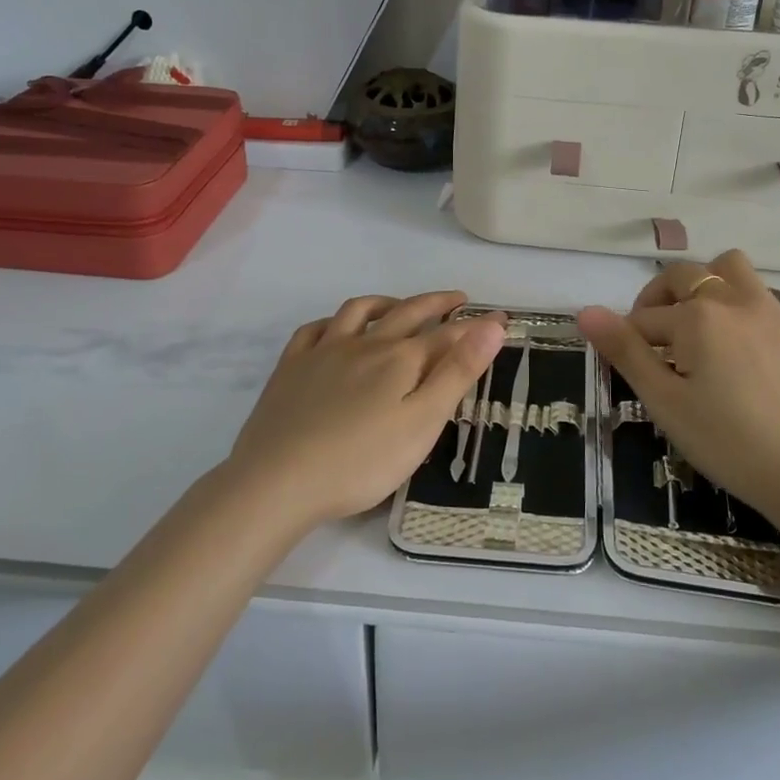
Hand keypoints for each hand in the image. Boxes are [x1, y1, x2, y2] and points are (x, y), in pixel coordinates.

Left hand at [227, 291, 504, 531]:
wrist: (279, 480)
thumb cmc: (361, 461)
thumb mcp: (422, 422)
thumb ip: (458, 372)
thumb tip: (491, 325)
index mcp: (401, 360)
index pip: (448, 335)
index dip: (477, 326)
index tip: (500, 318)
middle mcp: (366, 344)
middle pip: (407, 313)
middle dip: (436, 303)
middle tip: (457, 299)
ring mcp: (324, 352)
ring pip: (359, 312)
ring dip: (386, 302)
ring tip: (399, 305)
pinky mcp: (291, 368)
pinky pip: (313, 330)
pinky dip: (333, 322)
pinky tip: (335, 329)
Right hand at [577, 252, 779, 523]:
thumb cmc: (728, 441)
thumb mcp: (665, 401)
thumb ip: (625, 351)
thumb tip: (585, 312)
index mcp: (697, 315)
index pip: (643, 319)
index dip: (628, 345)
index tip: (630, 375)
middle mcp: (731, 298)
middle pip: (680, 277)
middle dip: (656, 302)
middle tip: (652, 347)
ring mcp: (764, 309)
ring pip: (724, 268)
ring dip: (699, 284)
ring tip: (691, 327)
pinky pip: (750, 288)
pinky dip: (729, 297)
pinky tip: (726, 343)